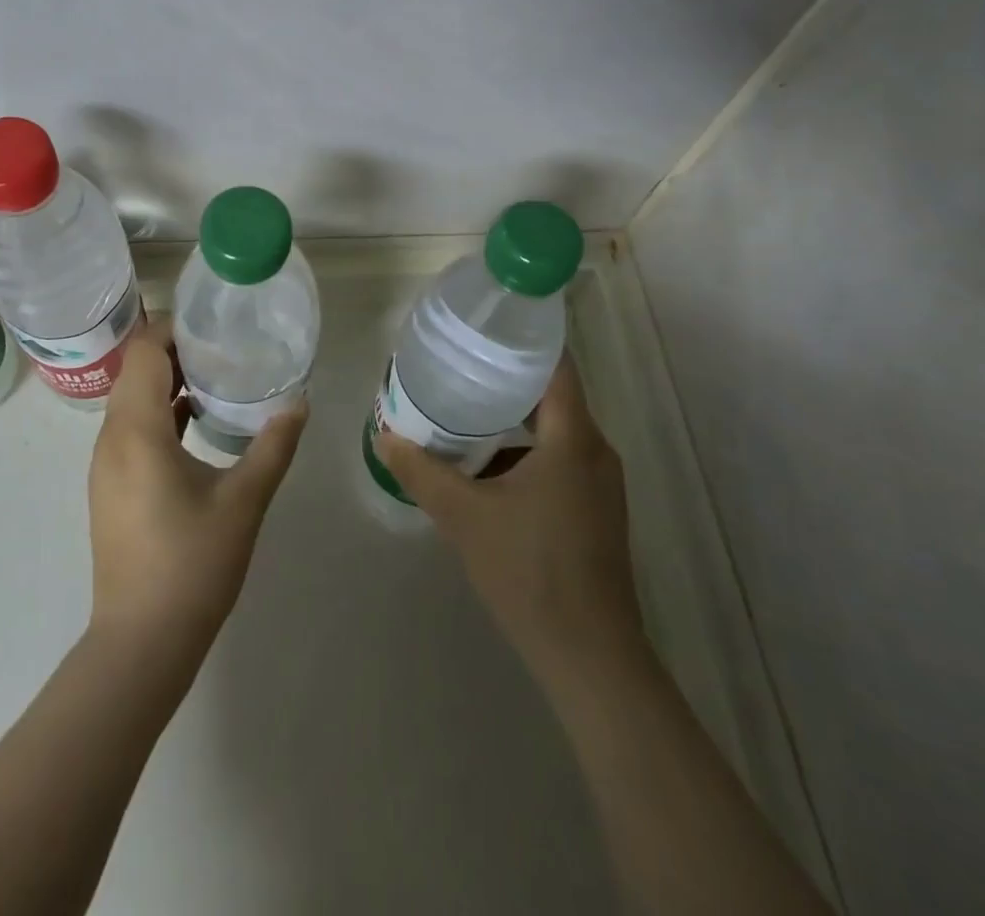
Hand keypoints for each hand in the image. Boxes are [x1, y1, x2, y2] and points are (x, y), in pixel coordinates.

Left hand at [87, 315, 307, 676]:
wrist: (140, 643)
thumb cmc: (192, 565)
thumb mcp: (244, 501)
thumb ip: (274, 446)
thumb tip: (300, 403)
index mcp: (136, 431)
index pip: (143, 351)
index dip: (173, 328)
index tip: (214, 324)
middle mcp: (111, 438)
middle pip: (135, 370)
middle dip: (176, 351)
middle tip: (225, 347)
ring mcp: (106, 465)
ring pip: (132, 400)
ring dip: (169, 382)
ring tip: (218, 378)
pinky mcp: (111, 487)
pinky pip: (132, 428)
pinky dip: (161, 413)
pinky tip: (199, 423)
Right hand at [374, 355, 642, 685]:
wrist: (589, 655)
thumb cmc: (529, 571)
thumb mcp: (464, 516)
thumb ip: (421, 471)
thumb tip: (384, 435)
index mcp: (573, 439)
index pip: (557, 367)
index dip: (526, 341)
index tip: (487, 328)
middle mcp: (595, 451)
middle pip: (552, 396)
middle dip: (506, 380)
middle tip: (460, 367)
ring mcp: (600, 484)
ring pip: (555, 432)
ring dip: (513, 420)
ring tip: (464, 411)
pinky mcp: (596, 510)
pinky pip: (559, 461)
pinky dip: (525, 453)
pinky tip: (487, 467)